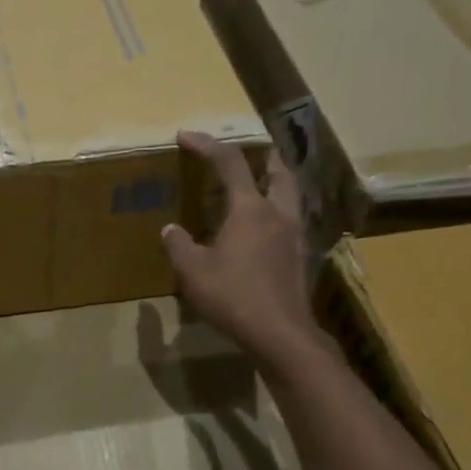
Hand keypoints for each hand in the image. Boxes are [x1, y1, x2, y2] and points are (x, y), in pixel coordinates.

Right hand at [161, 131, 324, 373]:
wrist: (280, 333)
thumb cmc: (233, 296)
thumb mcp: (192, 271)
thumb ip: (179, 245)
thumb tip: (171, 229)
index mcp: (250, 209)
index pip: (229, 163)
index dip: (206, 145)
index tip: (185, 136)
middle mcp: (277, 214)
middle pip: (277, 171)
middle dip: (261, 156)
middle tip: (247, 153)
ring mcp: (294, 235)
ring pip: (289, 194)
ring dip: (274, 181)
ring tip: (257, 185)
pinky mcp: (300, 256)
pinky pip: (290, 219)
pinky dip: (276, 210)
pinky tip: (262, 228)